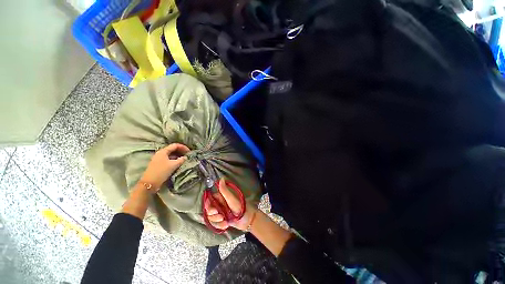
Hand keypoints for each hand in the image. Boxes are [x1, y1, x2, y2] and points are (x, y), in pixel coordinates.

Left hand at [139, 143, 189, 189]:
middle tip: (188, 155)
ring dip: (178, 156)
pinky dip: (174, 160)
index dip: (183, 147)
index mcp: (163, 151)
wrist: (150, 183)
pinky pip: (168, 159)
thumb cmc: (161, 172)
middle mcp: (160, 153)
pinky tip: (178, 163)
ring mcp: (159, 159)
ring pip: (170, 155)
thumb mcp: (173, 165)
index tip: (189, 151)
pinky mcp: (158, 164)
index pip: (175, 145)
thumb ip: (181, 160)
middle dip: (181, 151)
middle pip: (172, 149)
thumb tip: (185, 157)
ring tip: (184, 159)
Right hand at [204, 179, 256, 230]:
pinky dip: (219, 226)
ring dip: (217, 221)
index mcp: (221, 198)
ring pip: (211, 218)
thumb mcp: (232, 199)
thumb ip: (224, 191)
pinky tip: (226, 225)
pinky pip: (215, 224)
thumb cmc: (241, 208)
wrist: (248, 220)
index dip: (209, 206)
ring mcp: (220, 212)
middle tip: (221, 217)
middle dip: (213, 215)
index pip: (209, 200)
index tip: (214, 210)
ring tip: (225, 221)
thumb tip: (221, 178)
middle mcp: (220, 204)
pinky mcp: (222, 220)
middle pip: (209, 210)